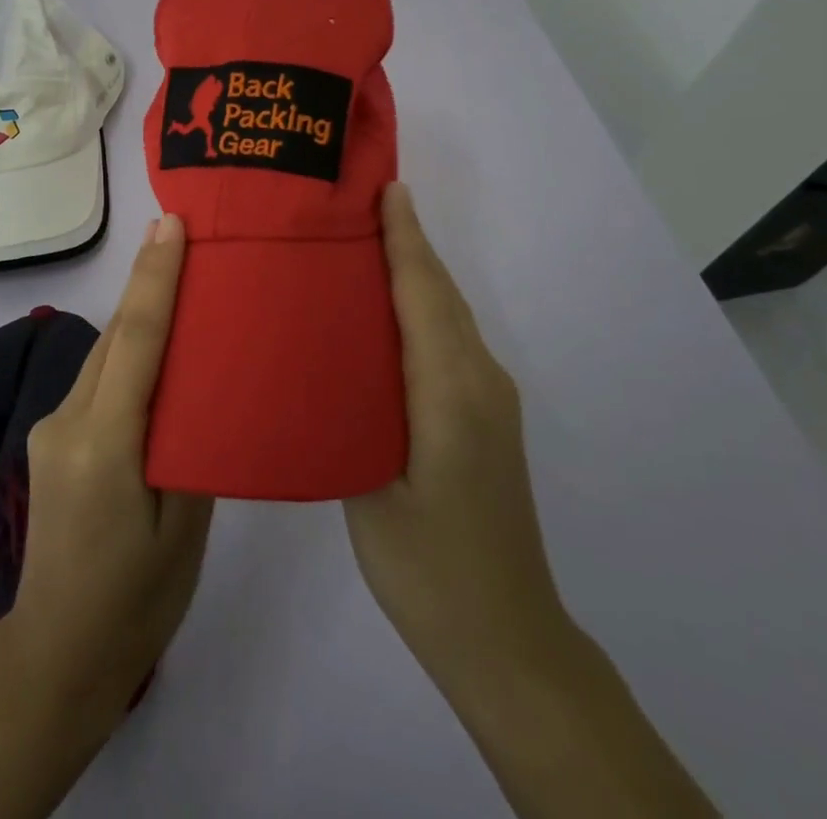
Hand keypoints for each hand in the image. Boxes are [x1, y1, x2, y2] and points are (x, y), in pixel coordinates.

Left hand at [4, 213, 214, 719]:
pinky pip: (97, 379)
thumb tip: (202, 388)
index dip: (154, 277)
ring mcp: (52, 428)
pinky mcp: (51, 438)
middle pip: (116, 335)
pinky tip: (155, 350)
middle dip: (146, 280)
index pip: (136, 340)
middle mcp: (68, 422)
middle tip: (181, 231)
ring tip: (177, 278)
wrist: (57, 654)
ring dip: (138, 315)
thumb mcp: (186, 529)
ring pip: (103, 354)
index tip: (170, 225)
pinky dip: (127, 353)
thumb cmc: (136, 601)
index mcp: (105, 445)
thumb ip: (193, 447)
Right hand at [345, 184, 564, 690]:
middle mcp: (480, 380)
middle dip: (406, 242)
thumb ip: (350, 412)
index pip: (425, 293)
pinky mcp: (484, 416)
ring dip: (413, 272)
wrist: (506, 638)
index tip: (383, 189)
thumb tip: (320, 353)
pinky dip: (420, 307)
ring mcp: (489, 398)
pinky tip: (383, 311)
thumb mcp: (370, 488)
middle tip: (356, 203)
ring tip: (361, 242)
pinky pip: (448, 340)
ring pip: (447, 315)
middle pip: (440, 294)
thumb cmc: (428, 566)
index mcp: (451, 390)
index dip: (405, 238)